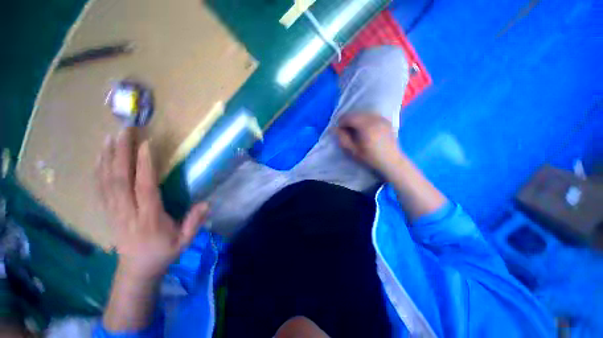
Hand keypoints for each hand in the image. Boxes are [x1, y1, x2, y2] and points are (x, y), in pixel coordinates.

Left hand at [96, 128, 208, 280]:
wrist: (136, 270)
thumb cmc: (163, 253)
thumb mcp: (184, 241)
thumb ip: (194, 222)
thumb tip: (207, 203)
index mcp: (148, 218)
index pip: (144, 187)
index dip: (144, 165)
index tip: (146, 144)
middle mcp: (127, 211)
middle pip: (119, 179)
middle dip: (121, 153)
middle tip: (124, 131)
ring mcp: (113, 211)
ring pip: (106, 181)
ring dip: (106, 158)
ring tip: (109, 138)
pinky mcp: (108, 212)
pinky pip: (99, 188)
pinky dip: (98, 171)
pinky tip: (99, 158)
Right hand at [334, 113, 404, 176]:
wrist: (391, 160)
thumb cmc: (370, 158)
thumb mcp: (353, 151)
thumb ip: (343, 138)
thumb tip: (334, 129)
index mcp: (366, 127)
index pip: (349, 117)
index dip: (341, 122)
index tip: (339, 130)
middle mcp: (374, 119)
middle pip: (356, 114)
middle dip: (348, 120)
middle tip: (346, 130)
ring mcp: (381, 118)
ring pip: (363, 113)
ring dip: (356, 119)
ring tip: (355, 129)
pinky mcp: (385, 120)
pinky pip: (371, 115)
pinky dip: (364, 119)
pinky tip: (365, 128)